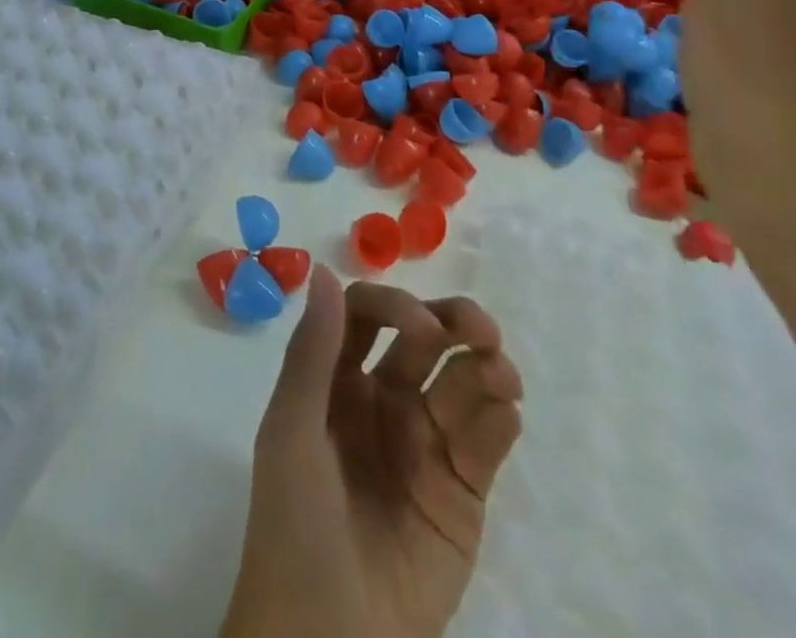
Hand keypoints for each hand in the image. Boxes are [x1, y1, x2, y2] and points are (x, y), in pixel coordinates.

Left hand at [220, 268, 521, 637]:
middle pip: (425, 338)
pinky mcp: (461, 492)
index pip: (370, 315)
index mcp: (337, 380)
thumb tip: (325, 270)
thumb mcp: (291, 430)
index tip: (422, 324)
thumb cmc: (295, 525)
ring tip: (501, 374)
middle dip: (455, 321)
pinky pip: (486, 439)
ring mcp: (424, 444)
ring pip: (462, 381)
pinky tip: (504, 411)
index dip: (396, 306)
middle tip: (482, 330)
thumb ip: (312, 352)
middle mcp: (383, 400)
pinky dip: (501, 416)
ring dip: (487, 363)